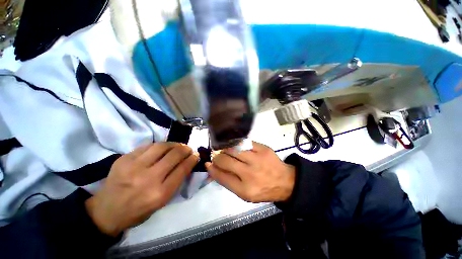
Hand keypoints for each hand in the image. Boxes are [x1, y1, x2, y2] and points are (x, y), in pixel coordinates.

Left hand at [85, 143, 198, 236]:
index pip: (183, 169)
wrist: (106, 211)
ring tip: (177, 145)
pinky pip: (147, 146)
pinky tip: (162, 148)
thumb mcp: (162, 202)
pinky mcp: (124, 159)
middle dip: (185, 149)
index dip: (192, 159)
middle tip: (188, 148)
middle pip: (174, 155)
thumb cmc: (138, 211)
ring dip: (174, 144)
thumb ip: (176, 182)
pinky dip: (159, 146)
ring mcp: (134, 167)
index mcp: (160, 193)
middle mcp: (148, 179)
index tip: (196, 155)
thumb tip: (187, 163)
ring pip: (161, 147)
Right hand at [206, 142, 294, 202]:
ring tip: (223, 150)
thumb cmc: (263, 189)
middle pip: (225, 160)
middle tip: (215, 155)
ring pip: (233, 148)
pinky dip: (236, 143)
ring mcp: (257, 159)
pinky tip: (234, 145)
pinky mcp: (263, 149)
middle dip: (216, 157)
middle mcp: (250, 174)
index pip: (221, 176)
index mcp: (245, 189)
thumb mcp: (244, 194)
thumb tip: (212, 168)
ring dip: (224, 148)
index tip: (208, 163)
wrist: (285, 181)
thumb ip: (227, 181)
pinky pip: (244, 142)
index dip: (212, 169)